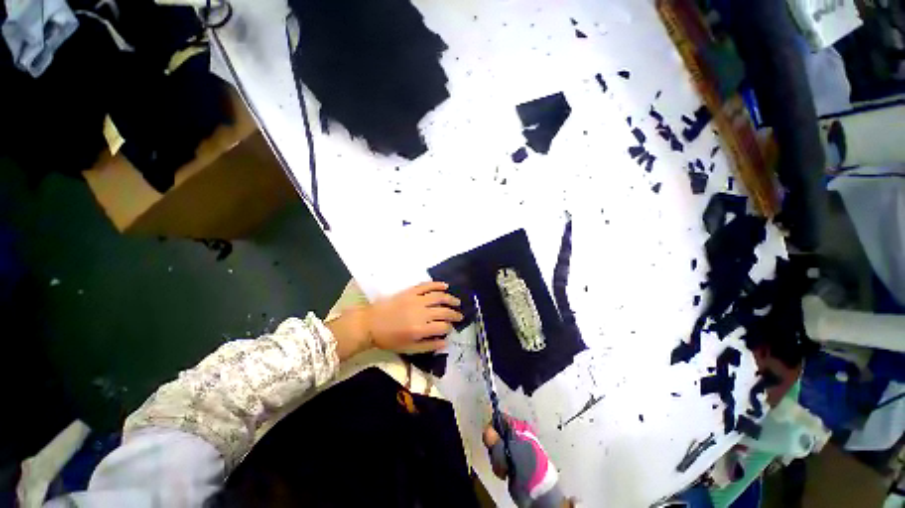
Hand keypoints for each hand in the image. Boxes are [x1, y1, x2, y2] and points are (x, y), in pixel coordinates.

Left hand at [362, 281, 462, 353]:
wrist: (370, 323)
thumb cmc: (389, 339)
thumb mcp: (409, 348)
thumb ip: (428, 345)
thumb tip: (445, 342)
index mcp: (420, 329)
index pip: (443, 326)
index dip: (450, 328)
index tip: (451, 328)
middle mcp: (421, 313)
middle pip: (444, 311)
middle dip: (455, 314)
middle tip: (460, 316)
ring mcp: (416, 300)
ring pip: (439, 297)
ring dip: (450, 299)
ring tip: (457, 302)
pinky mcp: (410, 292)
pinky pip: (427, 286)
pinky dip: (437, 284)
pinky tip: (445, 285)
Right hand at [483, 416, 565, 507]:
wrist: (538, 489)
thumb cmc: (526, 463)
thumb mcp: (510, 448)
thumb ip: (496, 439)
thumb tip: (486, 430)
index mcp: (518, 427)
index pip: (500, 418)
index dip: (492, 426)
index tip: (490, 438)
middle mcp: (514, 435)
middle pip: (495, 433)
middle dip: (494, 446)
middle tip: (498, 455)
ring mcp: (512, 449)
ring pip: (495, 447)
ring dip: (496, 459)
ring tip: (505, 468)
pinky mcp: (509, 462)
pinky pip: (497, 459)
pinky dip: (499, 466)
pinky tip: (505, 473)